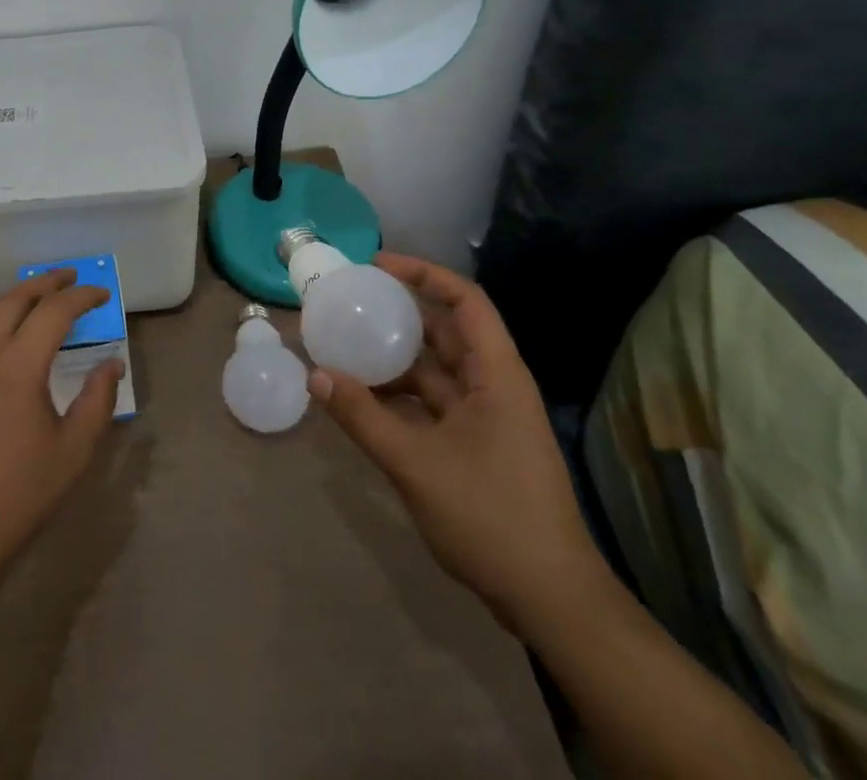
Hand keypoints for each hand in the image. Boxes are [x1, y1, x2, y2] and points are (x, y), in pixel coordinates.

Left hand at [0, 269, 122, 583]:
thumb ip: (97, 400)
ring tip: (47, 300)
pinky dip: (4, 322)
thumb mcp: (73, 451)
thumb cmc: (20, 493)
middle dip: (46, 283)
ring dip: (22, 299)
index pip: (53, 312)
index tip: (104, 294)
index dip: (81, 297)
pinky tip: (18, 340)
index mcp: (17, 365)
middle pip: (15, 299)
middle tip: (72, 277)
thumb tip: (112, 363)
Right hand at [310, 253, 606, 632]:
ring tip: (345, 345)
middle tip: (349, 302)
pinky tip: (363, 398)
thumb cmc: (492, 518)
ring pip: (435, 370)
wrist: (551, 601)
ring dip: (394, 358)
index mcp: (496, 376)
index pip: (465, 301)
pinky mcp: (476, 446)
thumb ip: (363, 416)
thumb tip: (315, 374)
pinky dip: (399, 395)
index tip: (376, 266)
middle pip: (445, 331)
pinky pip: (432, 403)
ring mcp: (486, 418)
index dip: (423, 274)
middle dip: (399, 313)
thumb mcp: (416, 464)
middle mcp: (494, 386)